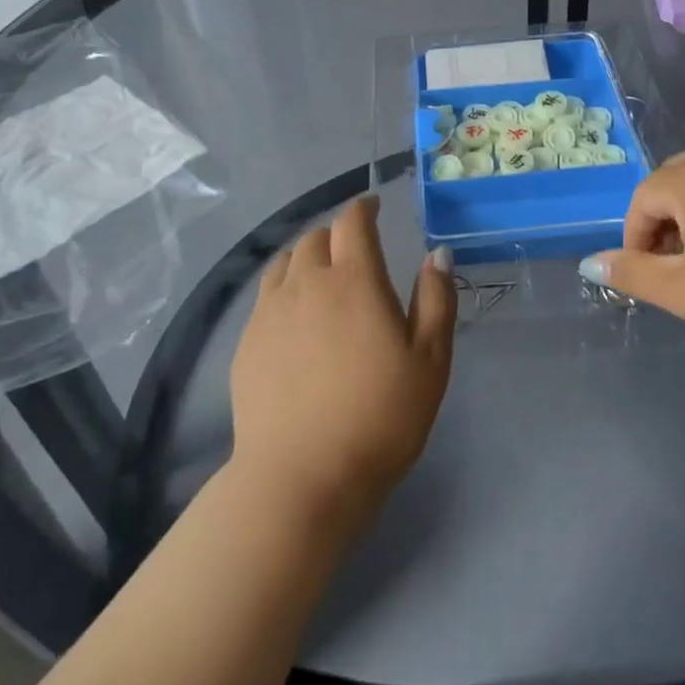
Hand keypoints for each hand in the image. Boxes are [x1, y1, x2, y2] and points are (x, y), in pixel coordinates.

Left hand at [229, 197, 455, 529]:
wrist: (302, 476)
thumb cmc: (380, 417)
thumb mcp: (430, 360)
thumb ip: (436, 300)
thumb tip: (436, 254)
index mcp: (355, 281)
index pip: (353, 223)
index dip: (364, 208)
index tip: (374, 208)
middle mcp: (307, 284)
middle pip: (316, 237)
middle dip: (337, 233)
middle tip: (355, 250)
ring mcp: (270, 312)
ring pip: (286, 262)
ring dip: (307, 256)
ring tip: (323, 275)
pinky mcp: (247, 342)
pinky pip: (266, 295)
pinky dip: (285, 287)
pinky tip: (296, 316)